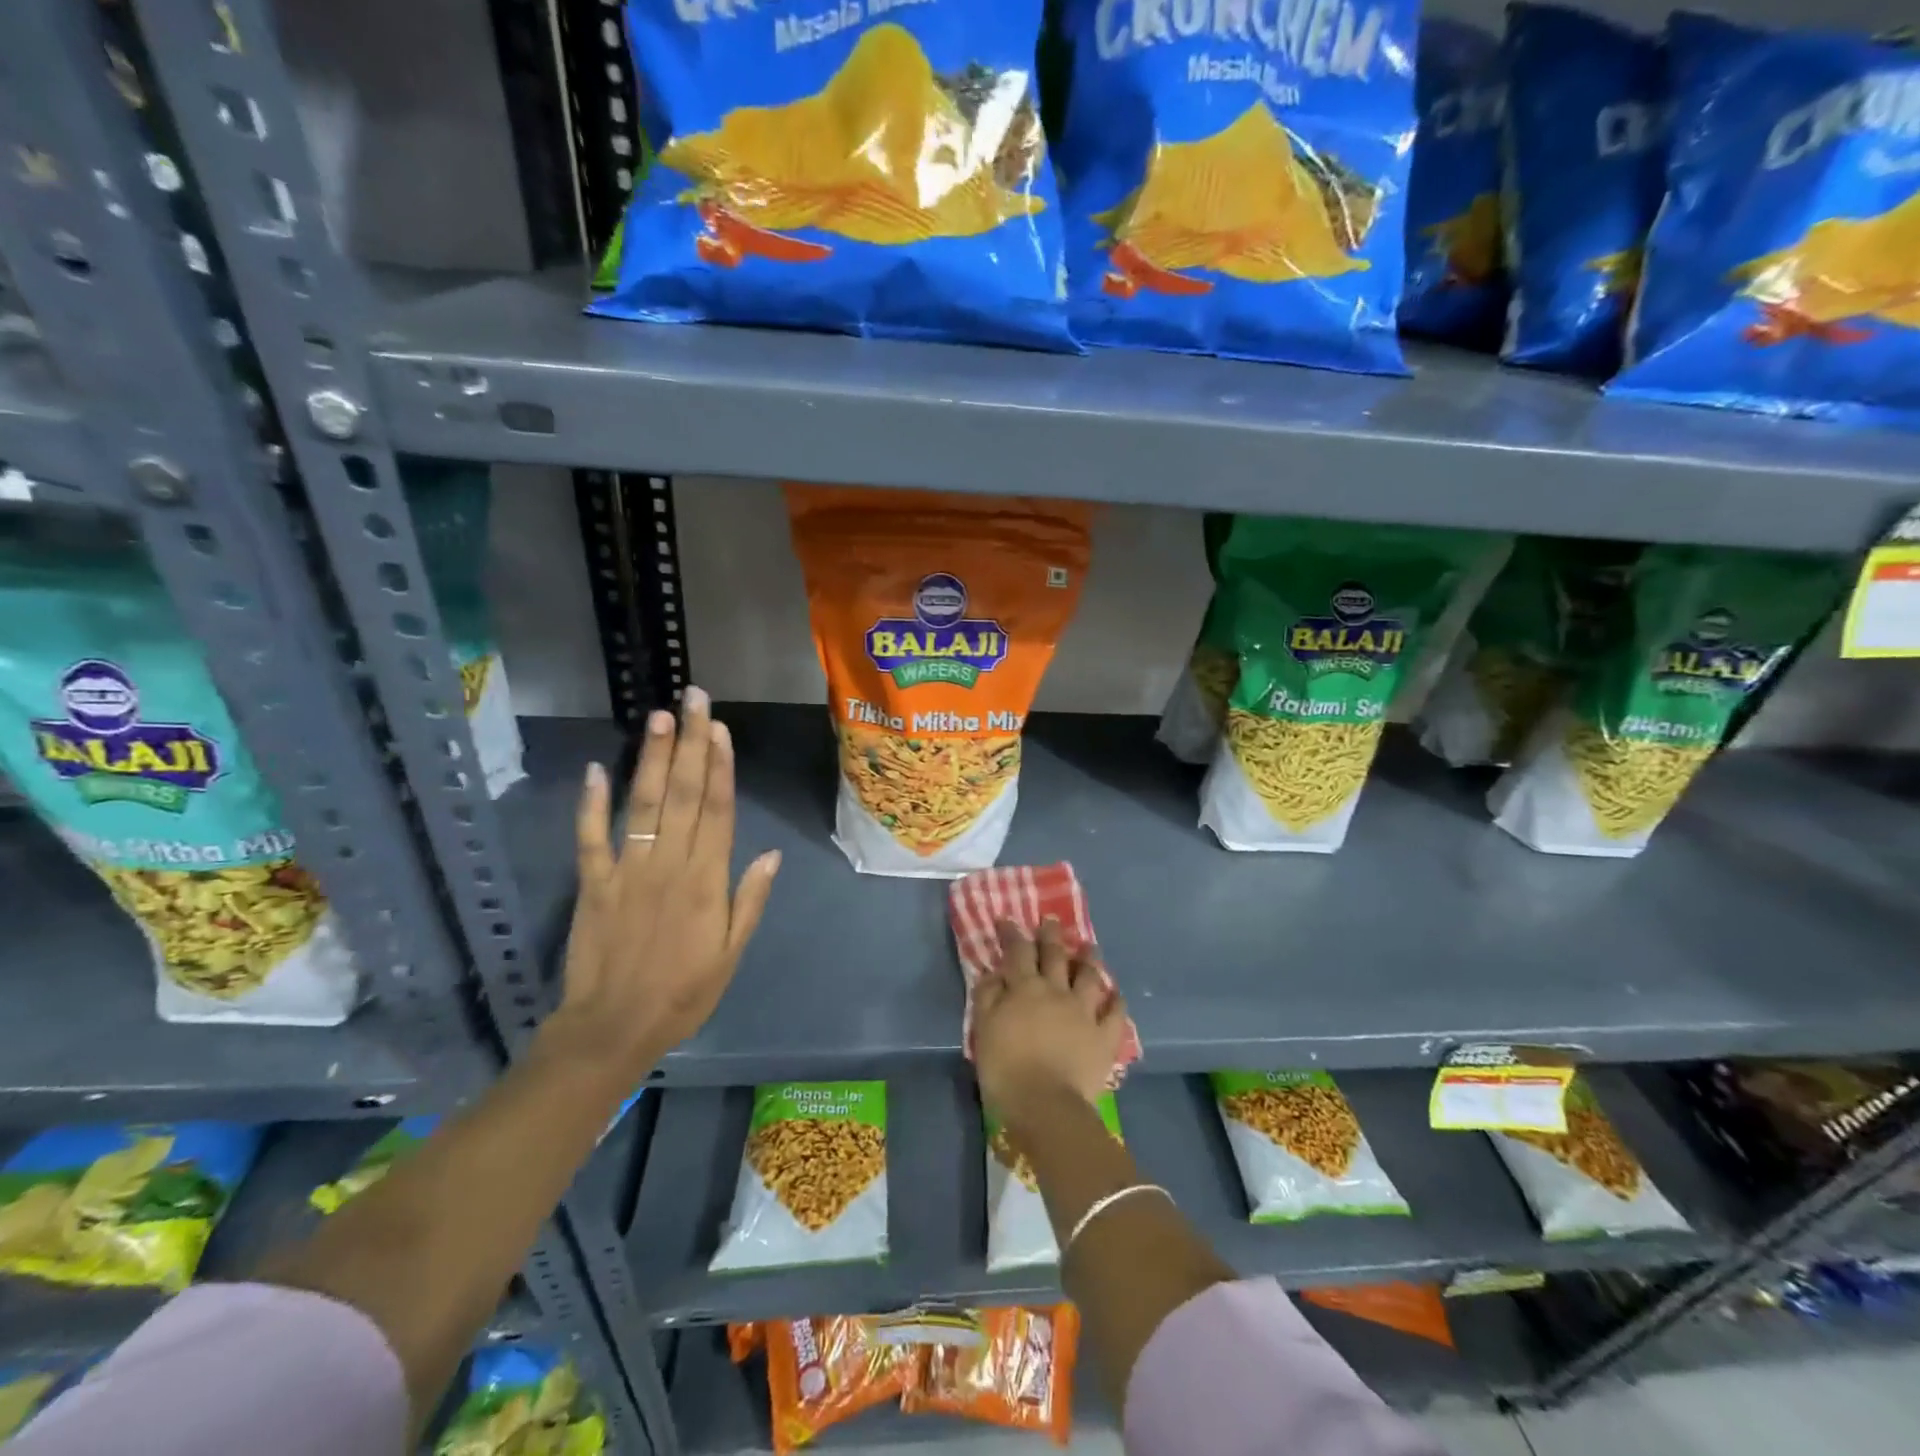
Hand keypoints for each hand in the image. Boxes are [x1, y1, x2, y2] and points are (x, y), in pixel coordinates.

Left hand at [539, 687, 780, 1084]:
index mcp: (706, 881)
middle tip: (692, 700)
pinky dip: (591, 803)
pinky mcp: (592, 884)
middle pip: (684, 794)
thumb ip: (749, 901)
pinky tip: (597, 769)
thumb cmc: (683, 993)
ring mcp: (627, 871)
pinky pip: (590, 838)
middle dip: (690, 743)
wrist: (614, 1028)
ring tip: (658, 718)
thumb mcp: (732, 954)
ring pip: (643, 805)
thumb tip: (770, 855)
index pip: (718, 811)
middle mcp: (669, 865)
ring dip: (653, 759)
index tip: (720, 728)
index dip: (721, 766)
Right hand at [972, 918, 1126, 1120]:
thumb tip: (993, 972)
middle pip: (1055, 955)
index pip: (1018, 951)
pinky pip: (1115, 1013)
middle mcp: (1057, 991)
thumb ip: (987, 996)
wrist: (1046, 1105)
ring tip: (1089, 946)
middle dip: (1052, 935)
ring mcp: (1084, 1012)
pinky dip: (1116, 1001)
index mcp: (1025, 988)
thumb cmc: (1006, 1068)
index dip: (1013, 933)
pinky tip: (1116, 995)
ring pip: (1090, 976)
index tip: (1008, 920)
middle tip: (1051, 920)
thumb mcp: (983, 1029)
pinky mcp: (1104, 1036)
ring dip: (1089, 959)